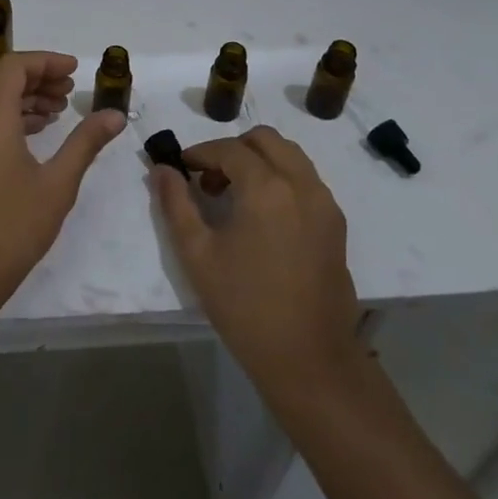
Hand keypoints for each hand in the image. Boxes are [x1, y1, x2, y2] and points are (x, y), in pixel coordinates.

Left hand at [0, 51, 125, 316]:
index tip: (76, 70)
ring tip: (60, 110)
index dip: (46, 61)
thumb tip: (115, 114)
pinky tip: (37, 132)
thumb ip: (86, 142)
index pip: (15, 66)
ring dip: (25, 96)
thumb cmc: (13, 225)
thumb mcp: (58, 182)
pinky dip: (11, 115)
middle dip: (38, 77)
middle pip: (2, 78)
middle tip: (71, 89)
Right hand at [150, 127, 365, 412]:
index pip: (229, 149)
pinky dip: (281, 178)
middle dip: (233, 149)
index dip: (200, 153)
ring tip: (235, 196)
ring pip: (290, 155)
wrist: (308, 359)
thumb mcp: (197, 254)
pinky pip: (306, 180)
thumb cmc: (245, 306)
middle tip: (209, 180)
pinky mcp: (336, 224)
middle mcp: (301, 184)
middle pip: (265, 139)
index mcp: (267, 188)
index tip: (182, 169)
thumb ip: (175, 203)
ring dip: (259, 161)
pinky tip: (262, 216)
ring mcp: (325, 203)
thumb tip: (161, 169)